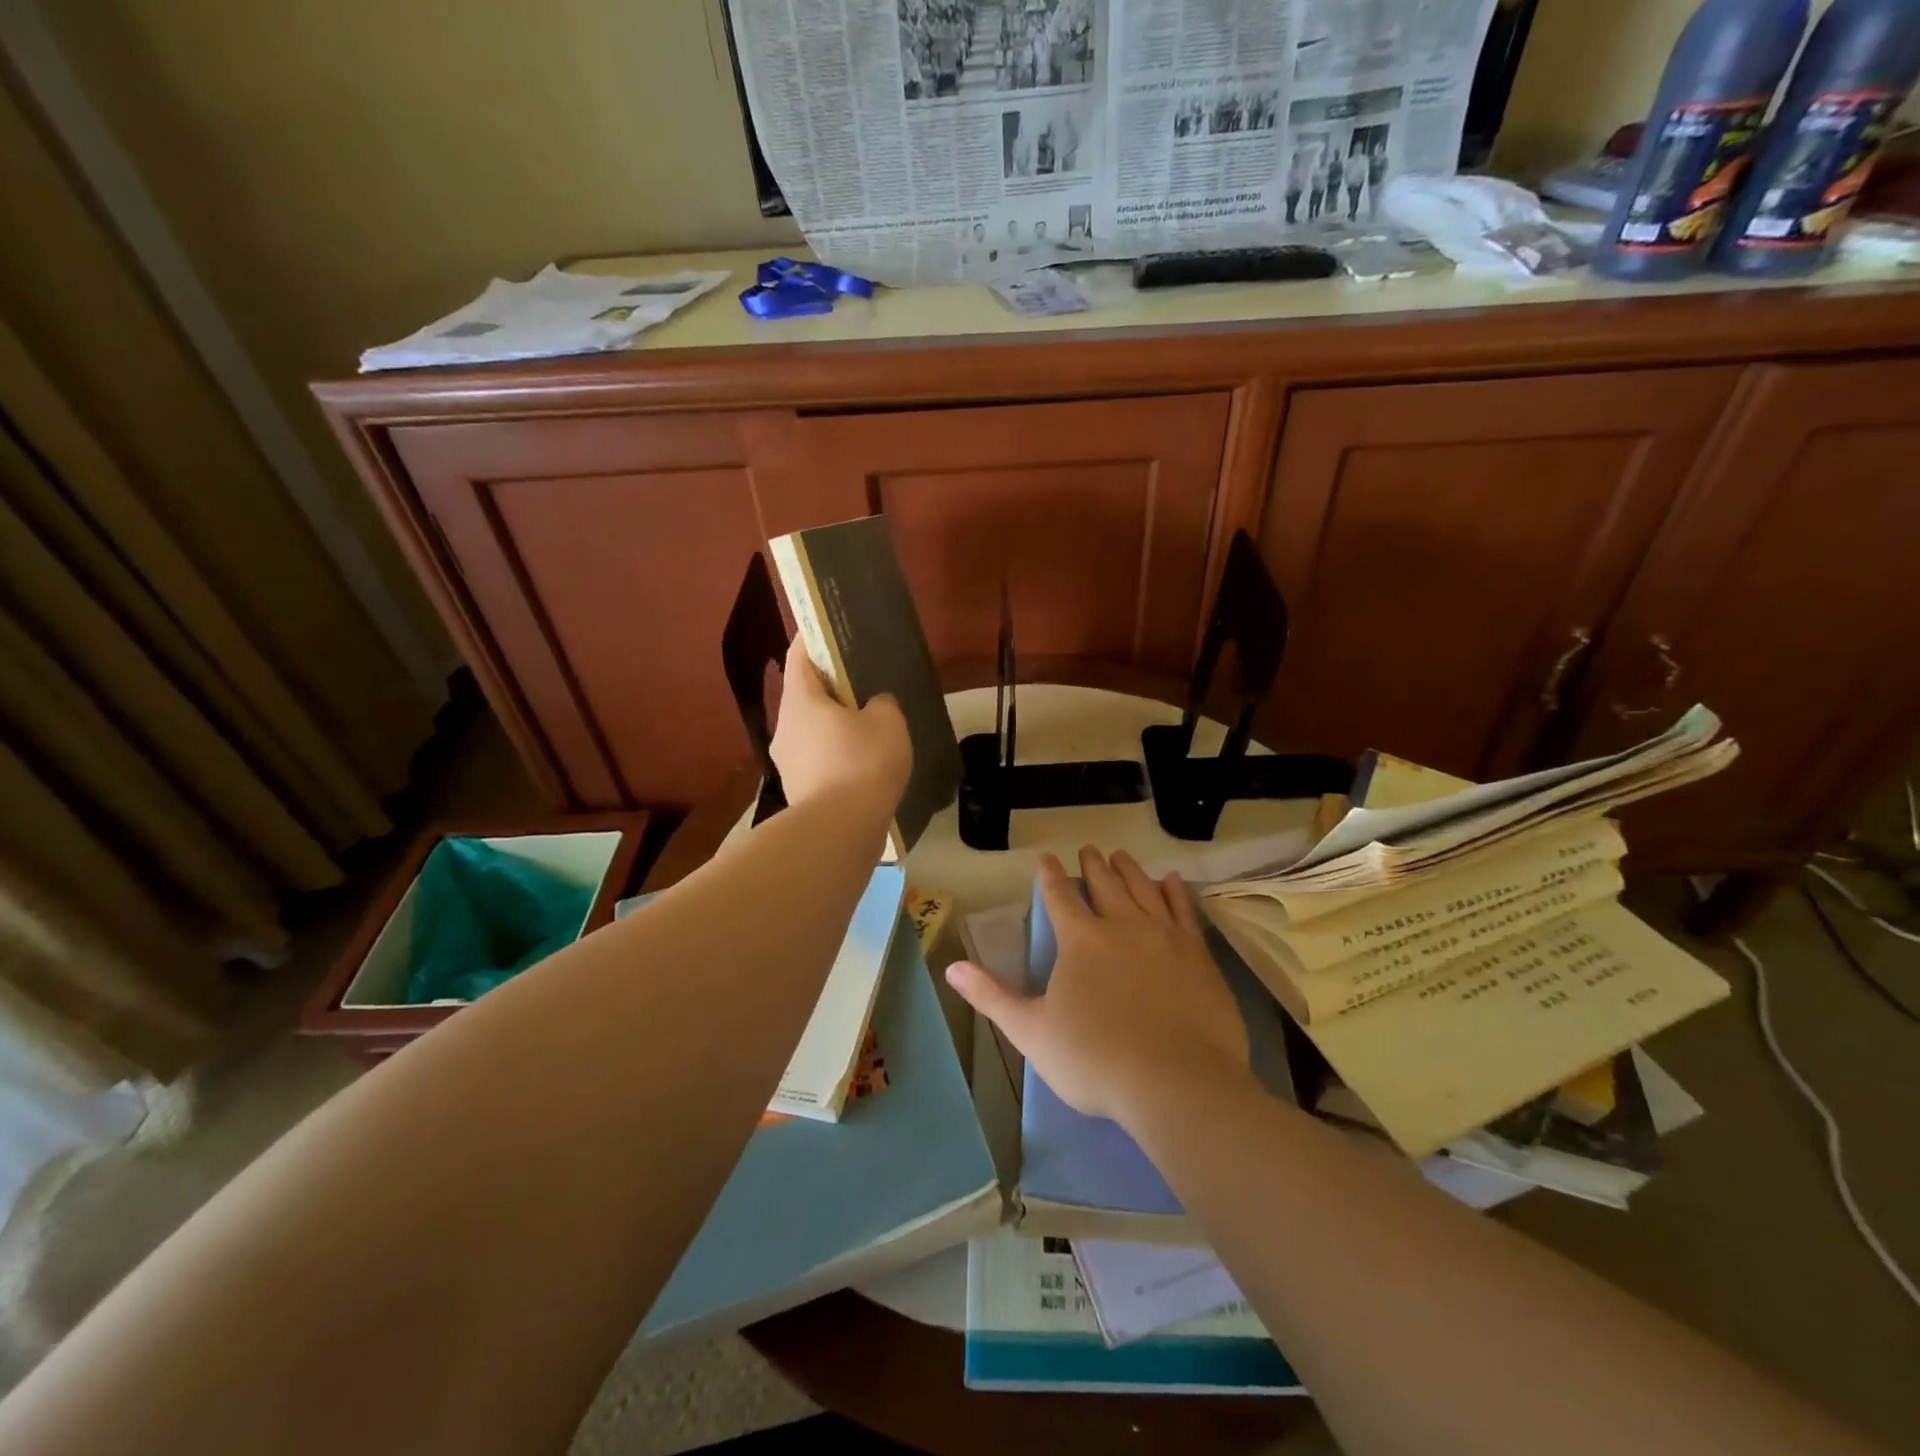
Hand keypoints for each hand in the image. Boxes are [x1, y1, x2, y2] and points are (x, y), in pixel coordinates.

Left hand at [770, 637, 911, 811]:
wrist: (840, 829)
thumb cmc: (862, 762)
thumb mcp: (888, 722)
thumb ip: (882, 703)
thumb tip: (873, 705)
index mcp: (800, 700)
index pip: (799, 656)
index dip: (813, 639)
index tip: (829, 630)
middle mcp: (784, 726)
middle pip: (804, 694)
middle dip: (829, 686)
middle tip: (860, 681)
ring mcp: (785, 760)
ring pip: (809, 728)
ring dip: (831, 722)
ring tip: (864, 724)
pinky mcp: (797, 787)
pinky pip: (816, 757)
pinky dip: (833, 752)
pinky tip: (858, 761)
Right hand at [946, 848, 1250, 1126]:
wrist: (1176, 1083)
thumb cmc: (1095, 1059)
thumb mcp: (1031, 1031)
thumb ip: (992, 996)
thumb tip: (951, 968)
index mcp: (1081, 940)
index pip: (1060, 896)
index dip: (1051, 876)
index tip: (1047, 858)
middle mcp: (1122, 925)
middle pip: (1105, 884)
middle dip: (1093, 865)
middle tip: (1088, 849)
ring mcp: (1164, 936)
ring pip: (1143, 889)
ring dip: (1130, 870)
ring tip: (1122, 855)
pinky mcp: (1197, 954)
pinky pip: (1184, 911)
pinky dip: (1176, 892)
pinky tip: (1172, 880)